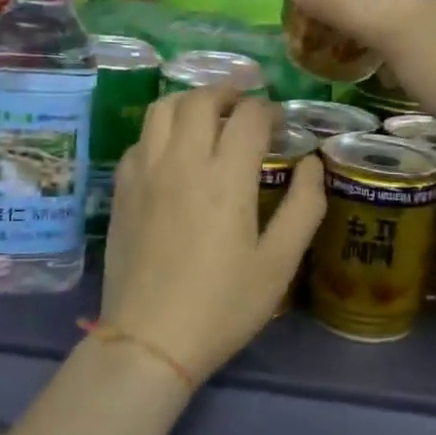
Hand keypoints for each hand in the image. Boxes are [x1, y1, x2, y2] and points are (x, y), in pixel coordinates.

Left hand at [102, 88, 324, 381]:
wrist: (149, 341)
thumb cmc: (222, 305)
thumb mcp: (279, 264)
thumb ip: (304, 207)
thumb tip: (313, 164)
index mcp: (225, 177)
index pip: (249, 116)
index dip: (270, 111)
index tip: (281, 124)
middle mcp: (182, 161)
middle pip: (201, 99)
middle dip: (229, 94)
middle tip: (246, 109)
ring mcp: (145, 172)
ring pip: (163, 108)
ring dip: (191, 102)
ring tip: (209, 118)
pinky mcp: (121, 189)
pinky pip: (141, 139)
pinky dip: (163, 131)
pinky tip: (175, 153)